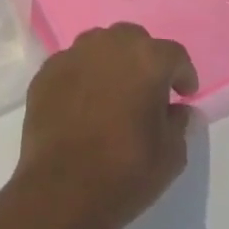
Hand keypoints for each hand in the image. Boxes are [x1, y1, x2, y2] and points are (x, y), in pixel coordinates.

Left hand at [10, 24, 195, 228]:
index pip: (173, 54)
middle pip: (132, 39)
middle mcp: (107, 46)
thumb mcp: (171, 154)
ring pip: (98, 45)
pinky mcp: (44, 73)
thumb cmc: (126, 171)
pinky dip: (82, 76)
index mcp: (145, 59)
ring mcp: (71, 56)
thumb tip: (177, 110)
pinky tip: (83, 103)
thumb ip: (179, 122)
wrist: (62, 188)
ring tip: (114, 91)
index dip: (182, 74)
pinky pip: (71, 65)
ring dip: (111, 61)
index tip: (183, 95)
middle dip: (144, 58)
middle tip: (148, 88)